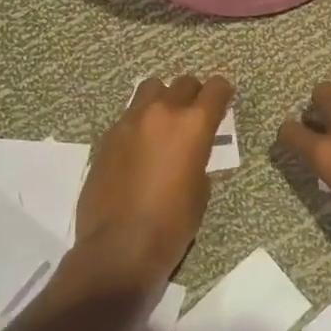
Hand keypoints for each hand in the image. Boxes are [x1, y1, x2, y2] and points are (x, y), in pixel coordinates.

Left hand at [75, 75, 232, 287]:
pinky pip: (128, 115)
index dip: (223, 93)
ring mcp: (129, 122)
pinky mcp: (106, 137)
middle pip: (183, 83)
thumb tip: (188, 152)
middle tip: (195, 115)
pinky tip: (139, 148)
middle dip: (193, 94)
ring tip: (163, 123)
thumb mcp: (200, 190)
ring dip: (162, 99)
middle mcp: (162, 113)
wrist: (119, 247)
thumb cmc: (172, 224)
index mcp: (193, 125)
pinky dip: (139, 122)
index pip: (215, 88)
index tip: (223, 102)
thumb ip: (198, 158)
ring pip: (150, 89)